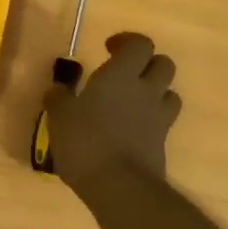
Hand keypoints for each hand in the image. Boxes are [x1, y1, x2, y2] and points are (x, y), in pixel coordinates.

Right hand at [44, 33, 181, 190]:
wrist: (120, 186)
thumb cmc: (85, 141)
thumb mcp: (59, 116)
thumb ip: (58, 98)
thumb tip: (57, 89)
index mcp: (120, 75)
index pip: (140, 44)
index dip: (127, 42)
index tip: (109, 49)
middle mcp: (145, 90)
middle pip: (163, 64)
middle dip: (147, 64)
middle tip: (125, 74)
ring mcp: (158, 117)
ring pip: (169, 92)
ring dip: (155, 91)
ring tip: (132, 101)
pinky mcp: (162, 142)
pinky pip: (163, 120)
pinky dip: (151, 119)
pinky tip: (131, 129)